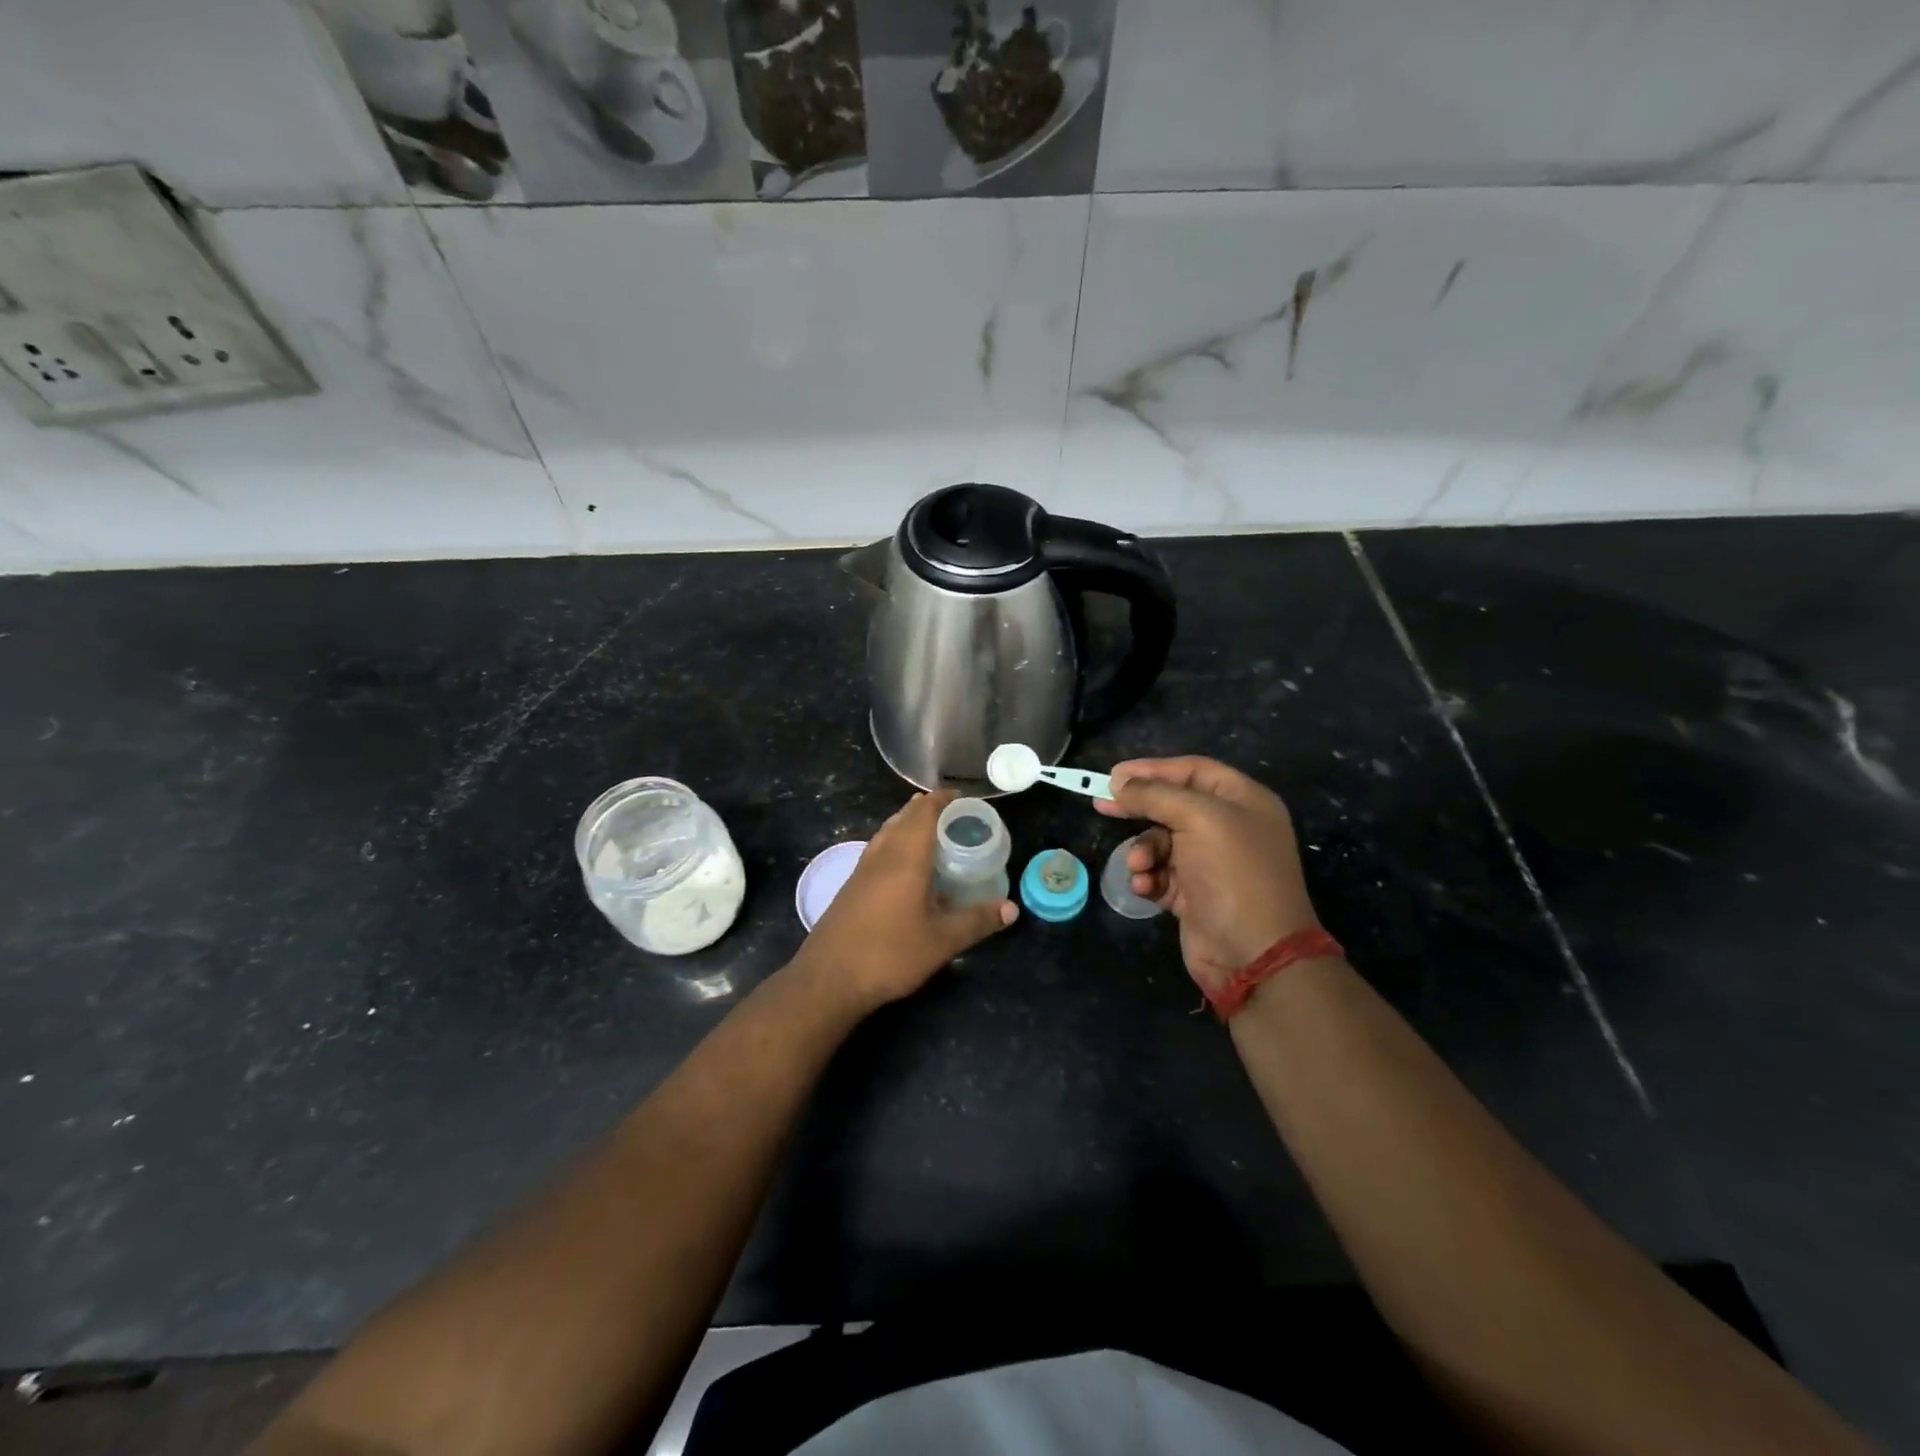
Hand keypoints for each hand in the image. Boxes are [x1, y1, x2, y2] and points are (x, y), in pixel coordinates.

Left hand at [794, 791, 1017, 1012]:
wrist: (829, 979)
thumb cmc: (890, 953)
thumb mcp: (942, 941)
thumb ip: (977, 921)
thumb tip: (1012, 908)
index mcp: (906, 856)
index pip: (925, 812)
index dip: (943, 800)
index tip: (964, 799)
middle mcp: (883, 854)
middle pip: (905, 817)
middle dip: (928, 809)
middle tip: (956, 816)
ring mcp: (863, 869)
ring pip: (888, 832)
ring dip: (909, 824)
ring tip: (933, 833)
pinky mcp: (852, 885)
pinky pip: (879, 849)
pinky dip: (897, 843)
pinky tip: (906, 867)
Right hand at [1095, 756, 1321, 992]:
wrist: (1253, 954)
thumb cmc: (1233, 874)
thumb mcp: (1198, 819)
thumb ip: (1155, 794)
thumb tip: (1119, 784)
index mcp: (1243, 801)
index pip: (1193, 770)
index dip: (1153, 769)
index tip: (1114, 775)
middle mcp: (1229, 827)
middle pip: (1173, 805)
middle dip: (1140, 809)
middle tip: (1104, 806)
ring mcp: (1212, 863)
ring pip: (1162, 841)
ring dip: (1143, 850)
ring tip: (1139, 866)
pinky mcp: (1194, 894)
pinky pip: (1161, 873)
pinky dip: (1149, 877)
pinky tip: (1145, 888)